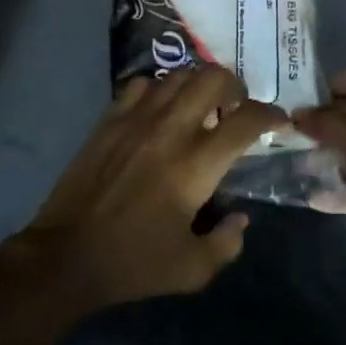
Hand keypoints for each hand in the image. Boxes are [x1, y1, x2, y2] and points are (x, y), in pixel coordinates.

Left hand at [24, 66, 285, 311]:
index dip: (271, 114)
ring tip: (201, 105)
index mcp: (196, 164)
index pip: (246, 121)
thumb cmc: (134, 263)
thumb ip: (227, 242)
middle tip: (236, 107)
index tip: (279, 121)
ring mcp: (137, 118)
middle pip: (214, 79)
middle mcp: (171, 129)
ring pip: (179, 74)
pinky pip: (142, 84)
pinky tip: (160, 109)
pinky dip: (160, 89)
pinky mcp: (110, 119)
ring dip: (199, 84)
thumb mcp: (192, 269)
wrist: (66, 255)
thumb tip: (240, 218)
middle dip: (235, 86)